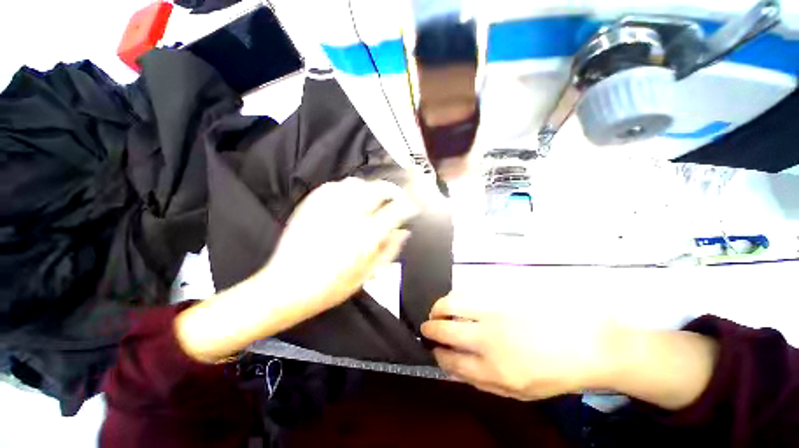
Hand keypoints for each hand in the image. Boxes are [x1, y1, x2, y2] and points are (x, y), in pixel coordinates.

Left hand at [261, 177, 418, 313]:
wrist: (286, 286)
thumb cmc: (331, 287)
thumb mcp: (367, 274)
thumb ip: (389, 250)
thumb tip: (403, 231)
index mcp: (366, 236)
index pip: (397, 210)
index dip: (409, 206)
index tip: (412, 207)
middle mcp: (350, 215)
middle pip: (379, 189)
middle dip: (394, 191)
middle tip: (397, 198)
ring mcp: (329, 207)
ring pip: (358, 183)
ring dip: (372, 188)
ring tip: (375, 199)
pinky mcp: (311, 204)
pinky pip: (335, 185)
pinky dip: (349, 188)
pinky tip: (351, 199)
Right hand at [421, 291, 718, 409]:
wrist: (589, 344)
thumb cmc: (555, 373)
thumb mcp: (520, 392)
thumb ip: (484, 382)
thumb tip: (456, 368)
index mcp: (493, 370)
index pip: (450, 361)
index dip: (438, 355)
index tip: (434, 350)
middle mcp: (487, 339)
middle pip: (444, 330)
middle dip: (430, 328)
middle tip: (427, 327)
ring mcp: (492, 313)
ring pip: (451, 305)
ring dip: (438, 308)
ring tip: (437, 311)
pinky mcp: (500, 295)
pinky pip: (468, 293)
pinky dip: (456, 297)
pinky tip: (456, 301)